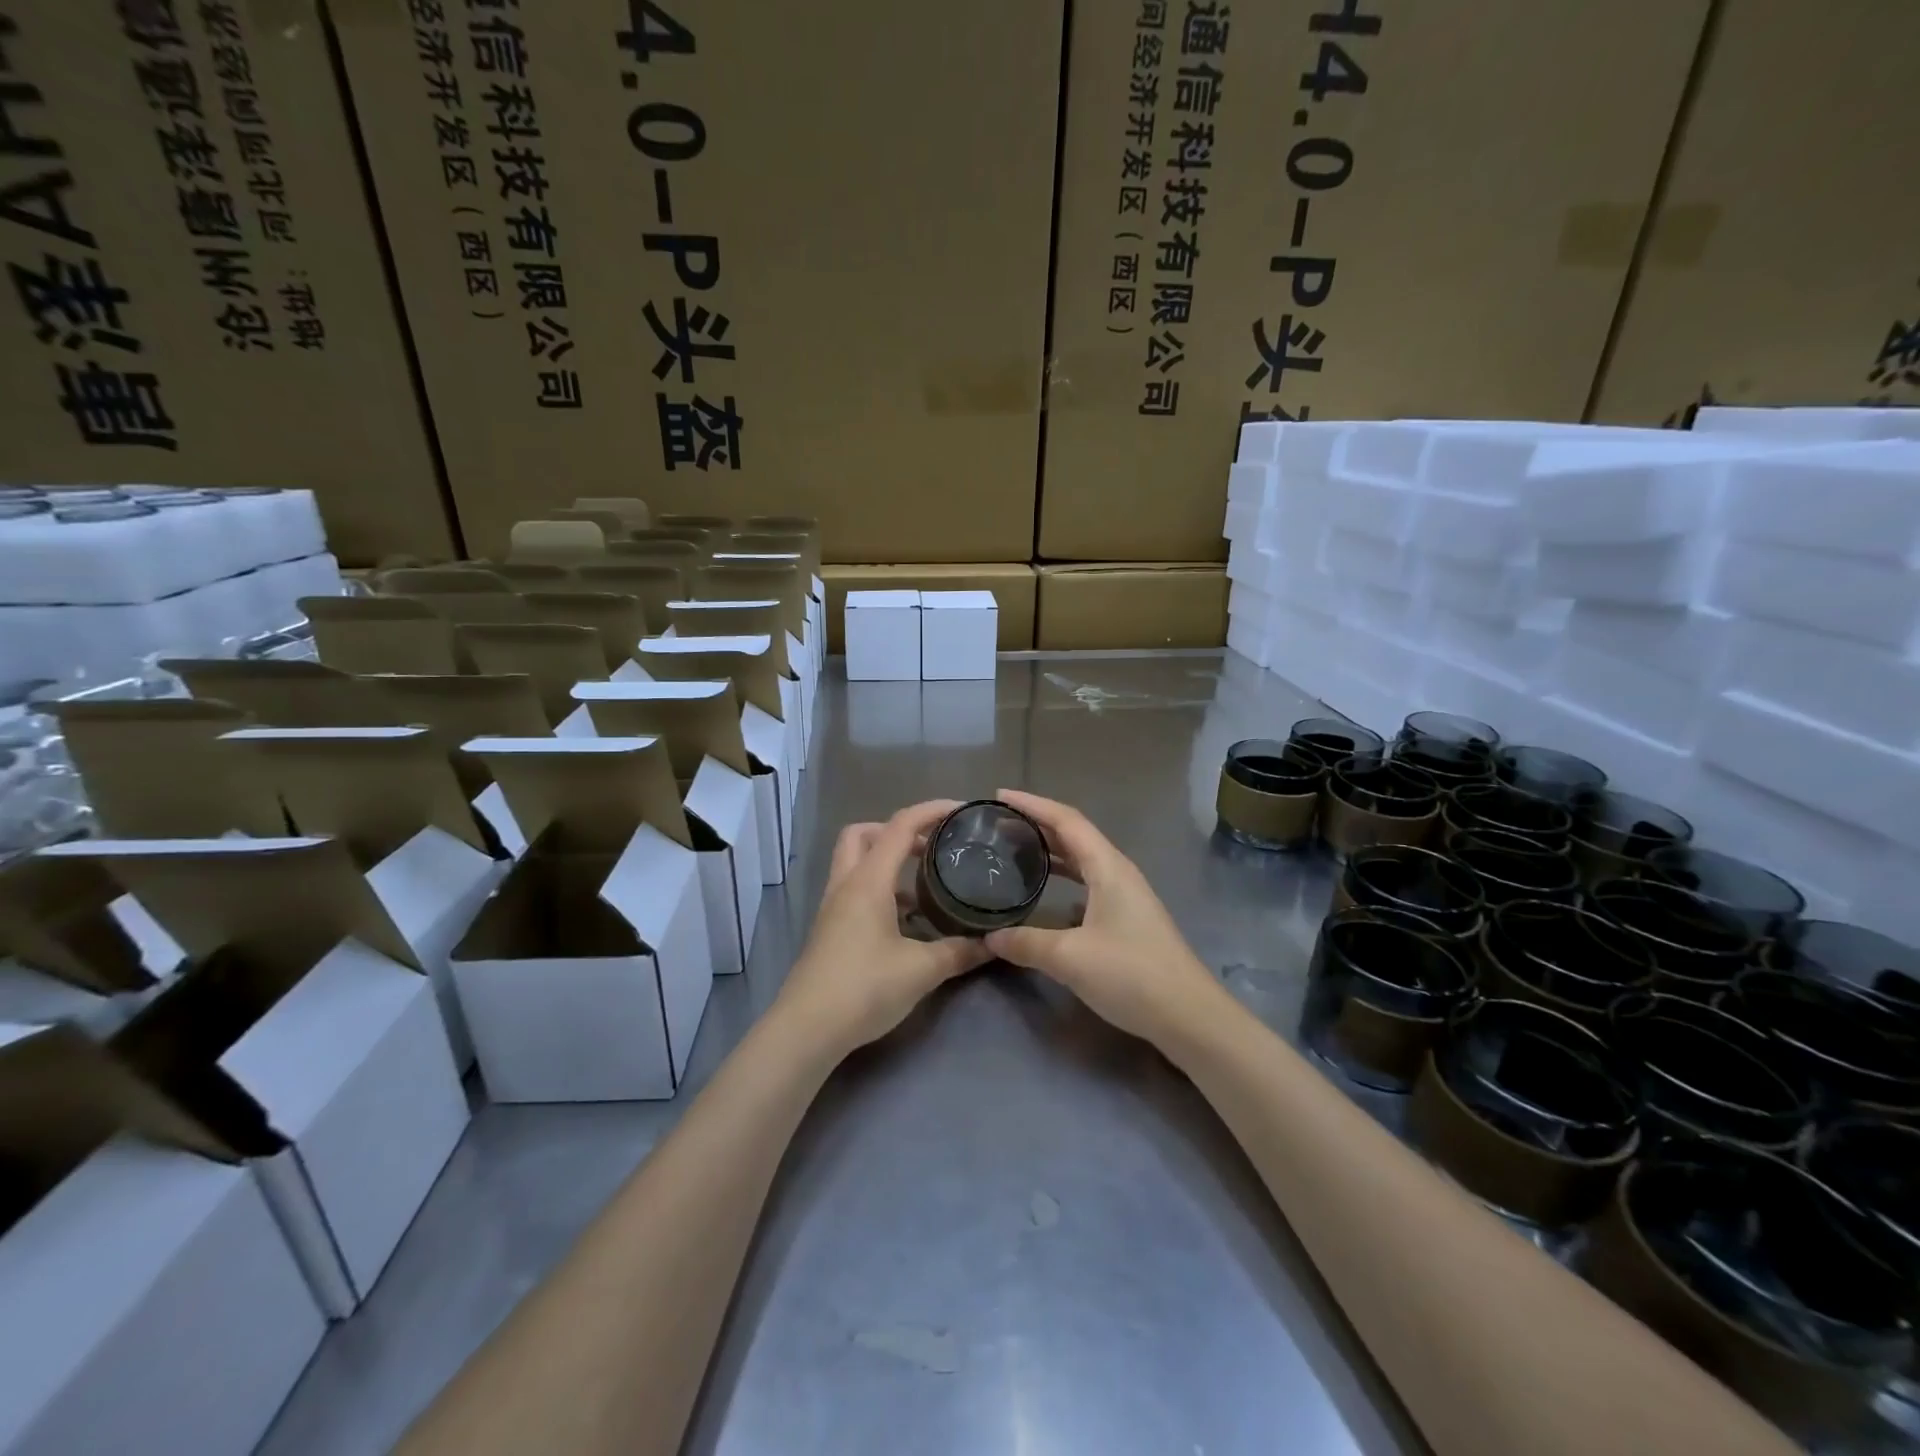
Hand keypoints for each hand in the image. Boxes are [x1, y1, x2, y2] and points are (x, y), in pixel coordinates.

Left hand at [775, 800, 991, 1054]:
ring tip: (924, 886)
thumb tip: (992, 943)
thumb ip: (959, 952)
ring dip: (887, 863)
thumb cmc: (863, 988)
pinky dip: (880, 891)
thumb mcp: (921, 970)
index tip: (961, 810)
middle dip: (897, 831)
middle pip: (863, 834)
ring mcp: (833, 908)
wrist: (806, 1029)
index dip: (931, 810)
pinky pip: (855, 891)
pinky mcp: (829, 930)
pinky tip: (906, 923)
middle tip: (930, 847)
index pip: (900, 826)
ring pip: (855, 863)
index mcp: (868, 881)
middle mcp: (846, 885)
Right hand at [984, 790, 1225, 1045]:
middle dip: (1037, 823)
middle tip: (999, 823)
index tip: (999, 796)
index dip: (1032, 804)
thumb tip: (990, 938)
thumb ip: (1026, 943)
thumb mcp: (1070, 958)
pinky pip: (1088, 882)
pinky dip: (1063, 876)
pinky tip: (1046, 892)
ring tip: (1016, 849)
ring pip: (1082, 859)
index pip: (1066, 820)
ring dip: (1051, 849)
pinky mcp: (1127, 918)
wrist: (1189, 1016)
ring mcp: (1126, 895)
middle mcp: (1118, 872)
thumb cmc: (1131, 975)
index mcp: (1108, 867)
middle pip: (1074, 834)